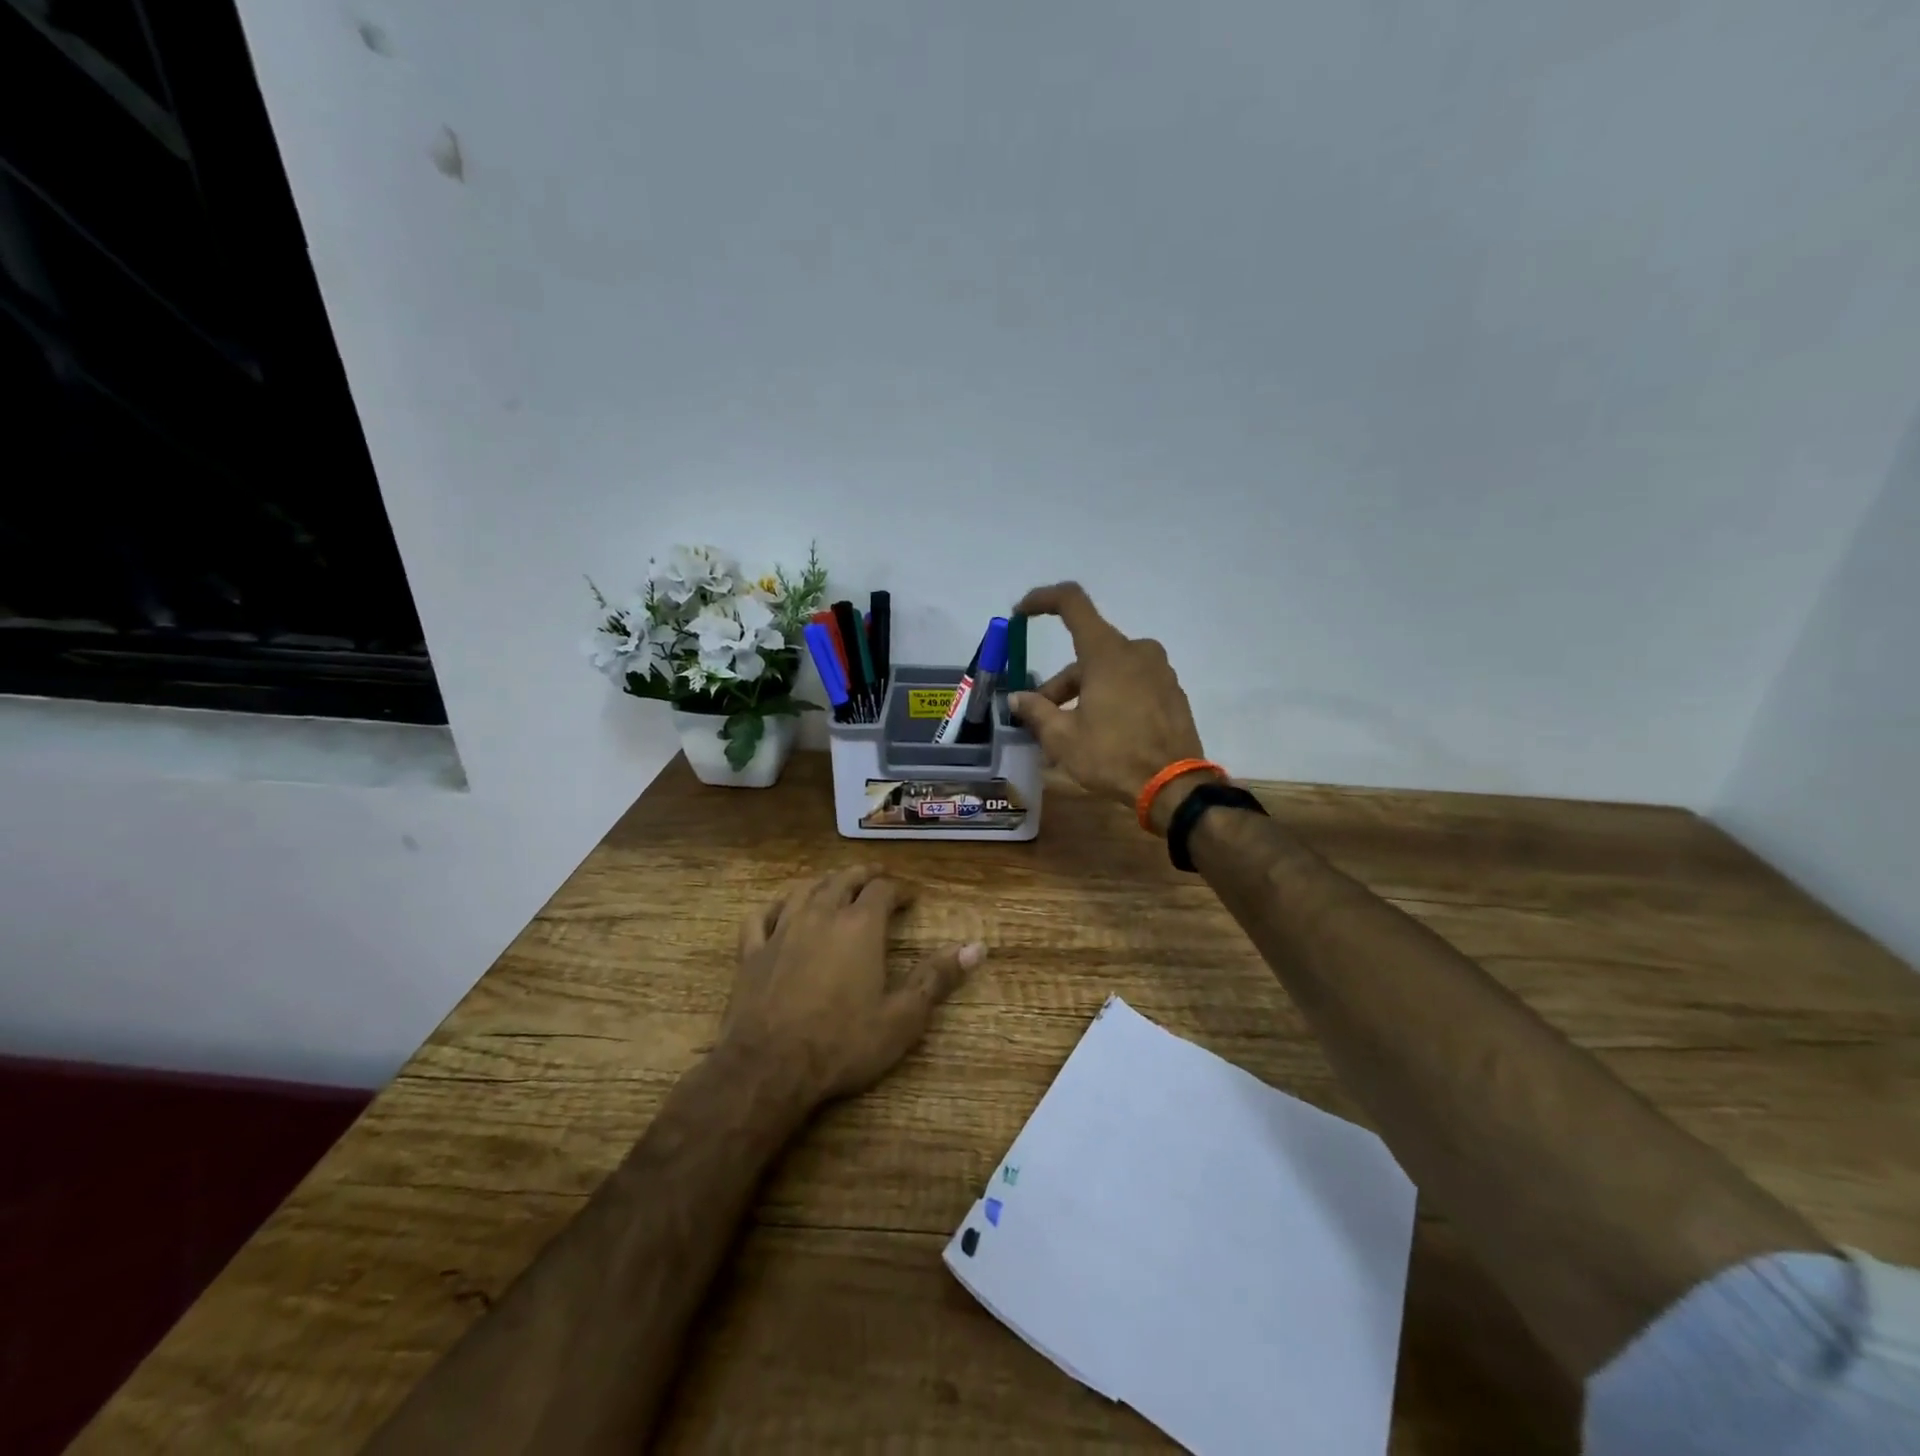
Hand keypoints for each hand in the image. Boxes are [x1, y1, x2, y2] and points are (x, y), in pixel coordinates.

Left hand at [721, 866, 985, 1106]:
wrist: (769, 1068)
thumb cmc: (843, 1043)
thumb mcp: (902, 1017)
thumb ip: (937, 978)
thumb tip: (977, 947)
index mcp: (860, 926)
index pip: (883, 890)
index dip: (899, 889)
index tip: (910, 897)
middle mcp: (821, 915)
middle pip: (843, 880)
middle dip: (864, 876)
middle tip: (877, 877)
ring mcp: (781, 930)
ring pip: (804, 891)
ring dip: (824, 883)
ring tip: (835, 884)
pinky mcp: (751, 952)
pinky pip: (761, 918)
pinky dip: (773, 908)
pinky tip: (778, 911)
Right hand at [1008, 582, 1214, 832]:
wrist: (1175, 787)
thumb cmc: (1113, 756)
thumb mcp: (1063, 739)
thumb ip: (1036, 711)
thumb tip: (1018, 699)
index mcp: (1107, 652)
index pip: (1071, 603)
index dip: (1042, 600)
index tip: (1021, 613)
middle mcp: (1136, 651)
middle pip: (1086, 653)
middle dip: (1059, 683)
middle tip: (1040, 717)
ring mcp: (1159, 671)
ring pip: (1108, 671)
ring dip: (1083, 693)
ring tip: (1067, 734)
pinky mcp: (1171, 692)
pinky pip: (1131, 684)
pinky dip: (1109, 699)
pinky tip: (1099, 733)